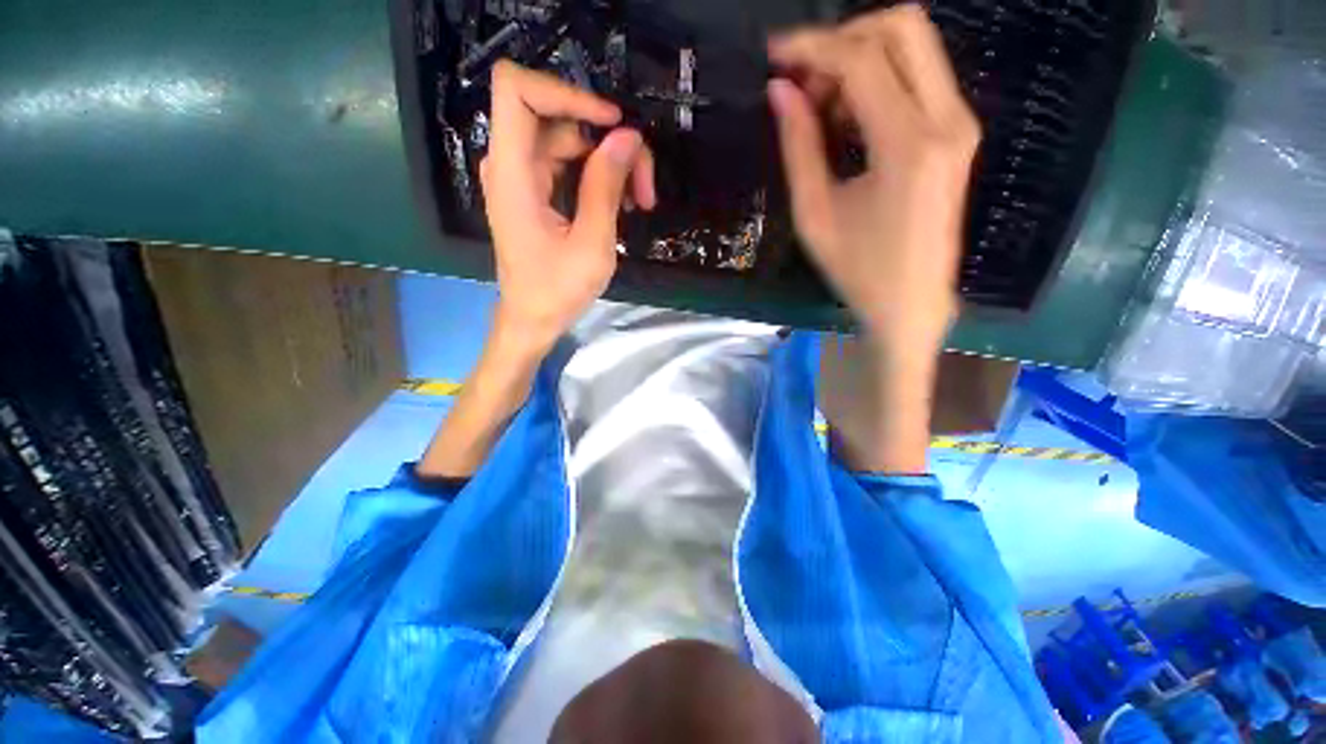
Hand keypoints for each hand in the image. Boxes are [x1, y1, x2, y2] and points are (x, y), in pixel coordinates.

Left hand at [481, 60, 655, 351]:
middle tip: (643, 185)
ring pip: (569, 142)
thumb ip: (606, 187)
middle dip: (606, 142)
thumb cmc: (557, 291)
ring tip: (638, 203)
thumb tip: (628, 137)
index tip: (611, 123)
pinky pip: (567, 165)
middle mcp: (510, 166)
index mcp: (512, 174)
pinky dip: (596, 178)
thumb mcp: (591, 244)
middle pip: (558, 119)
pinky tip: (620, 205)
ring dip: (609, 165)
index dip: (566, 92)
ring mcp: (521, 179)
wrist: (532, 320)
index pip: (517, 89)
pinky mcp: (534, 193)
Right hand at [767, 6, 979, 357]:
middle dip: (843, 39)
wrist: (912, 302)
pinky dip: (879, 83)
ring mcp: (959, 123)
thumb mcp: (814, 214)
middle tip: (803, 79)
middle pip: (903, 27)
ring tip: (820, 110)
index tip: (774, 56)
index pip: (862, 59)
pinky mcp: (957, 134)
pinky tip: (848, 122)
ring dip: (861, 61)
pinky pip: (919, 79)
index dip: (812, 48)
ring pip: (914, 48)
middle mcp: (946, 119)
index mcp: (908, 144)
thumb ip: (798, 147)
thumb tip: (780, 91)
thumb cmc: (857, 269)